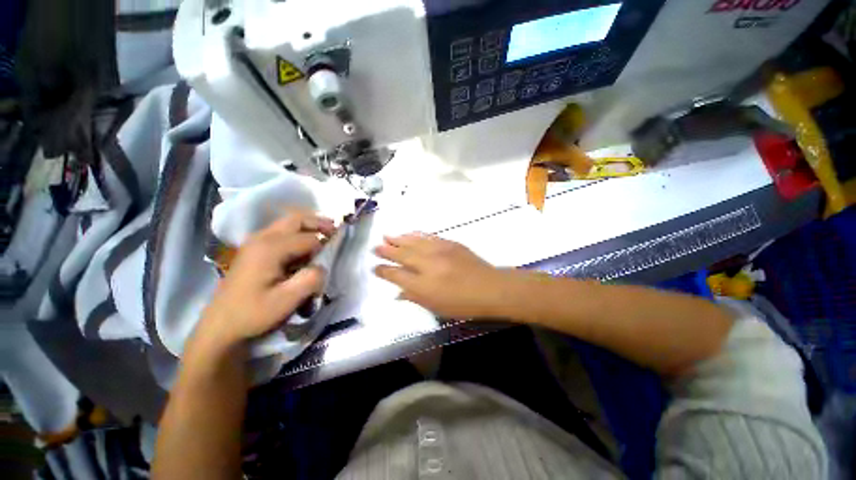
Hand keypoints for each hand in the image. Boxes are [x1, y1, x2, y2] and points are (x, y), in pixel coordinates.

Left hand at [194, 210, 335, 352]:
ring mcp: (254, 242)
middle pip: (296, 219)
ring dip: (308, 226)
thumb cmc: (254, 313)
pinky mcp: (253, 249)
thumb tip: (322, 266)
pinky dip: (297, 233)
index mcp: (270, 248)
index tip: (335, 253)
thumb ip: (312, 278)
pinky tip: (304, 246)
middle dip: (318, 222)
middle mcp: (261, 238)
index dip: (325, 245)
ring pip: (287, 223)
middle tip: (336, 229)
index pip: (308, 238)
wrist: (221, 326)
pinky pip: (280, 232)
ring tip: (325, 234)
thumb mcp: (288, 300)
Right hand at [373, 234, 510, 318]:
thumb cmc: (462, 303)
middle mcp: (427, 265)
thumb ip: (414, 298)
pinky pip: (428, 237)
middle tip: (375, 247)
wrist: (489, 288)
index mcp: (422, 284)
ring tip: (387, 235)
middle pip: (401, 255)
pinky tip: (410, 233)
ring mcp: (438, 251)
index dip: (383, 270)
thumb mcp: (436, 307)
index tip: (375, 267)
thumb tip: (398, 293)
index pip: (395, 275)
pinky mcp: (448, 243)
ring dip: (398, 239)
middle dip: (386, 250)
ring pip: (413, 242)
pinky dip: (416, 234)